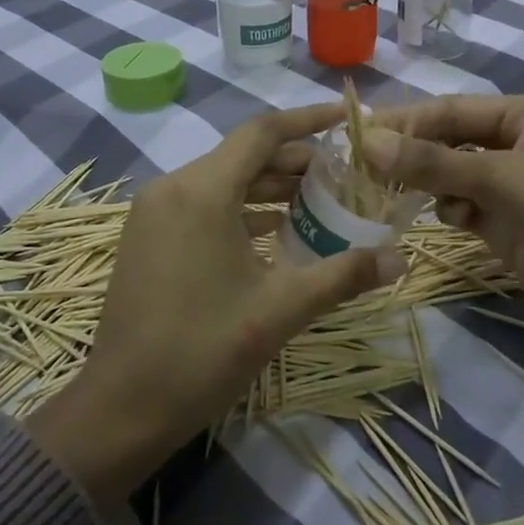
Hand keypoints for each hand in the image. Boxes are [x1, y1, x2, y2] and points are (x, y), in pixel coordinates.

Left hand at [29, 104, 404, 511]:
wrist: (122, 406)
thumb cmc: (204, 350)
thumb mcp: (280, 309)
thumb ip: (343, 275)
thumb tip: (401, 259)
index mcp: (201, 190)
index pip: (262, 133)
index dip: (308, 120)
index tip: (347, 118)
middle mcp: (173, 187)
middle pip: (243, 155)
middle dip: (295, 160)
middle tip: (344, 173)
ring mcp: (154, 212)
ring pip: (222, 181)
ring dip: (269, 186)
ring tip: (321, 199)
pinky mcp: (147, 237)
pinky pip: (203, 204)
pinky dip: (241, 209)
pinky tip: (277, 230)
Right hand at [365, 94, 523, 423]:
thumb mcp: (506, 180)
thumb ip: (434, 162)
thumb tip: (367, 141)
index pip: (451, 109)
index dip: (403, 120)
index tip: (352, 136)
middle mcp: (520, 147)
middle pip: (450, 142)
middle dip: (410, 154)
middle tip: (356, 171)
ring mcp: (518, 192)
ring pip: (454, 179)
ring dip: (426, 185)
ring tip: (387, 198)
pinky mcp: (515, 232)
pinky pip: (468, 212)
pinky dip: (449, 213)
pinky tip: (443, 223)